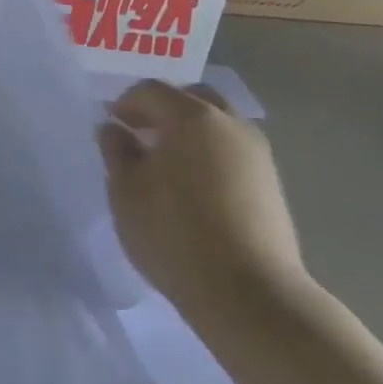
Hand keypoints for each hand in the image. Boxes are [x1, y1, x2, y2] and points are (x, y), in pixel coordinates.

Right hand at [98, 82, 306, 319]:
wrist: (248, 293)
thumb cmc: (174, 234)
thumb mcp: (125, 191)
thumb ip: (116, 151)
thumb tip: (115, 128)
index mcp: (191, 117)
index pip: (151, 90)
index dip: (124, 103)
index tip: (111, 128)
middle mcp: (230, 124)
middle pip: (192, 98)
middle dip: (162, 110)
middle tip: (139, 136)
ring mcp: (257, 153)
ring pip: (217, 124)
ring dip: (189, 133)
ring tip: (165, 166)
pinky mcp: (271, 184)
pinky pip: (232, 151)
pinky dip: (209, 154)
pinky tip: (193, 188)